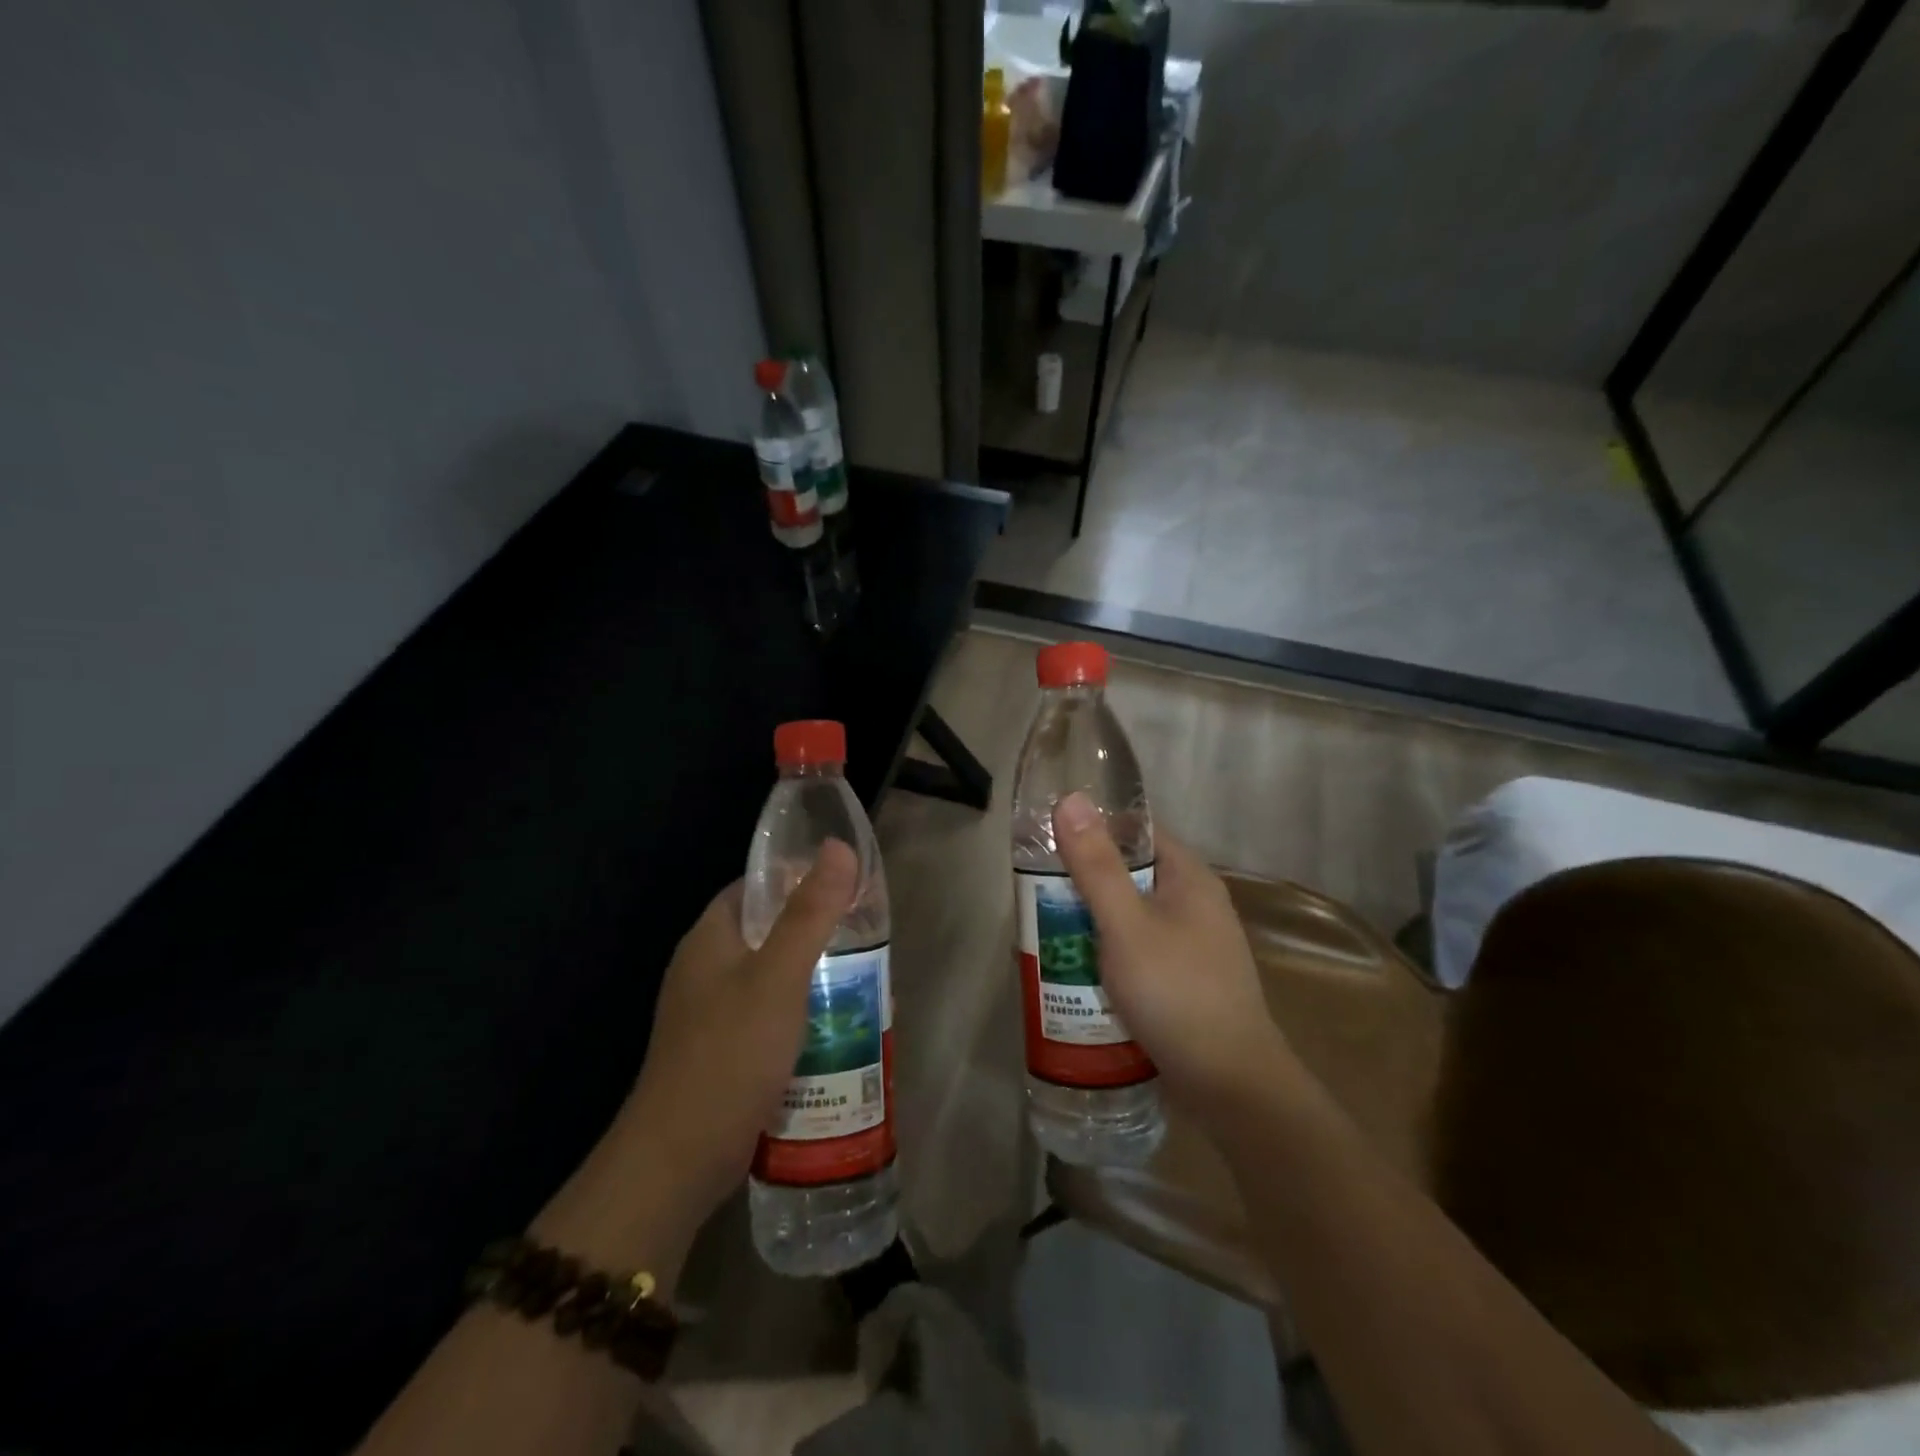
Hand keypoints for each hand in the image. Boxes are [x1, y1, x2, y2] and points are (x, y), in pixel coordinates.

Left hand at [532, 842, 858, 1278]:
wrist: (678, 1160)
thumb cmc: (729, 1053)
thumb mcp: (778, 977)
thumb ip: (810, 913)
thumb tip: (838, 847)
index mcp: (709, 939)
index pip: (753, 888)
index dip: (796, 879)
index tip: (845, 888)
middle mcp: (705, 970)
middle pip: (767, 933)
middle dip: (816, 934)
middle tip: (866, 941)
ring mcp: (711, 1015)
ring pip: (772, 979)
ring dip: (813, 978)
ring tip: (864, 984)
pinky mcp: (724, 1054)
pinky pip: (769, 1019)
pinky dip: (801, 1017)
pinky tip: (837, 1032)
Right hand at [1052, 792, 1293, 1119]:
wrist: (1230, 1085)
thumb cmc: (1176, 991)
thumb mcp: (1126, 925)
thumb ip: (1096, 865)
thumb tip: (1070, 799)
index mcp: (1189, 877)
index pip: (1138, 831)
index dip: (1094, 829)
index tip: (1047, 840)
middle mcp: (1195, 904)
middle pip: (1130, 875)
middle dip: (1084, 882)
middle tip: (1035, 891)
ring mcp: (1191, 945)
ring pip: (1130, 917)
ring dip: (1092, 922)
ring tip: (1045, 931)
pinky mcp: (1183, 981)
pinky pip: (1137, 952)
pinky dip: (1107, 954)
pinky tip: (1077, 971)